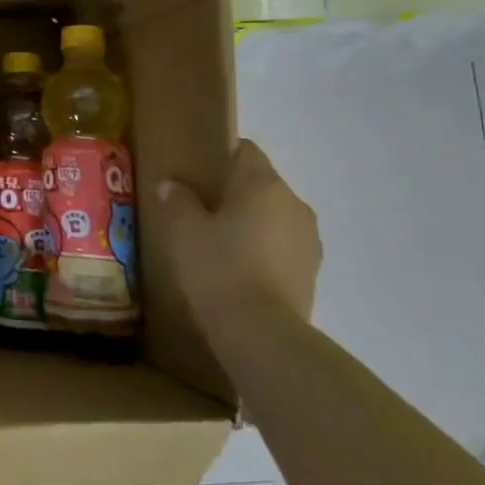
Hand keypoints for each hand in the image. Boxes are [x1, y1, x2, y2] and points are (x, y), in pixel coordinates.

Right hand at [156, 139, 319, 332]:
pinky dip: (262, 250)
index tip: (195, 171)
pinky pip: (281, 247)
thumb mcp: (183, 230)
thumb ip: (178, 200)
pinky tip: (236, 269)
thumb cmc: (219, 267)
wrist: (262, 334)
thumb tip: (173, 185)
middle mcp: (294, 204)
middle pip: (260, 184)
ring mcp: (308, 240)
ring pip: (273, 217)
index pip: (245, 150)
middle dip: (233, 192)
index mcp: (264, 184)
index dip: (220, 155)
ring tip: (216, 242)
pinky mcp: (311, 273)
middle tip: (198, 208)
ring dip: (250, 223)